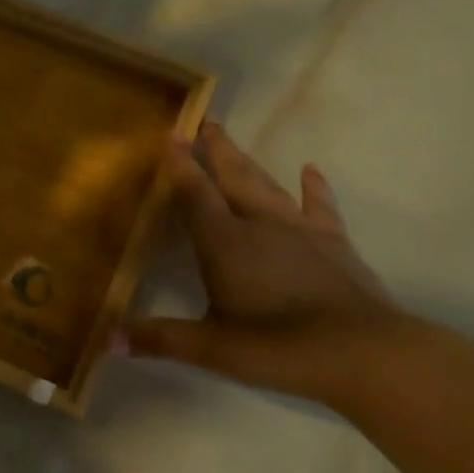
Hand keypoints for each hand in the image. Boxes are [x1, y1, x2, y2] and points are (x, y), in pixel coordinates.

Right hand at [118, 123, 401, 402]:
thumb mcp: (211, 348)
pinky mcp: (335, 243)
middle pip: (233, 178)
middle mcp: (259, 225)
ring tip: (234, 140)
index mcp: (224, 243)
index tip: (172, 134)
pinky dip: (314, 188)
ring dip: (249, 162)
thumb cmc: (277, 347)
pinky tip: (311, 170)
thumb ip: (160, 339)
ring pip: (268, 185)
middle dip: (216, 149)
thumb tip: (109, 340)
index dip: (181, 165)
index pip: (195, 194)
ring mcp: (301, 231)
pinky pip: (319, 207)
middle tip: (205, 120)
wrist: (364, 352)